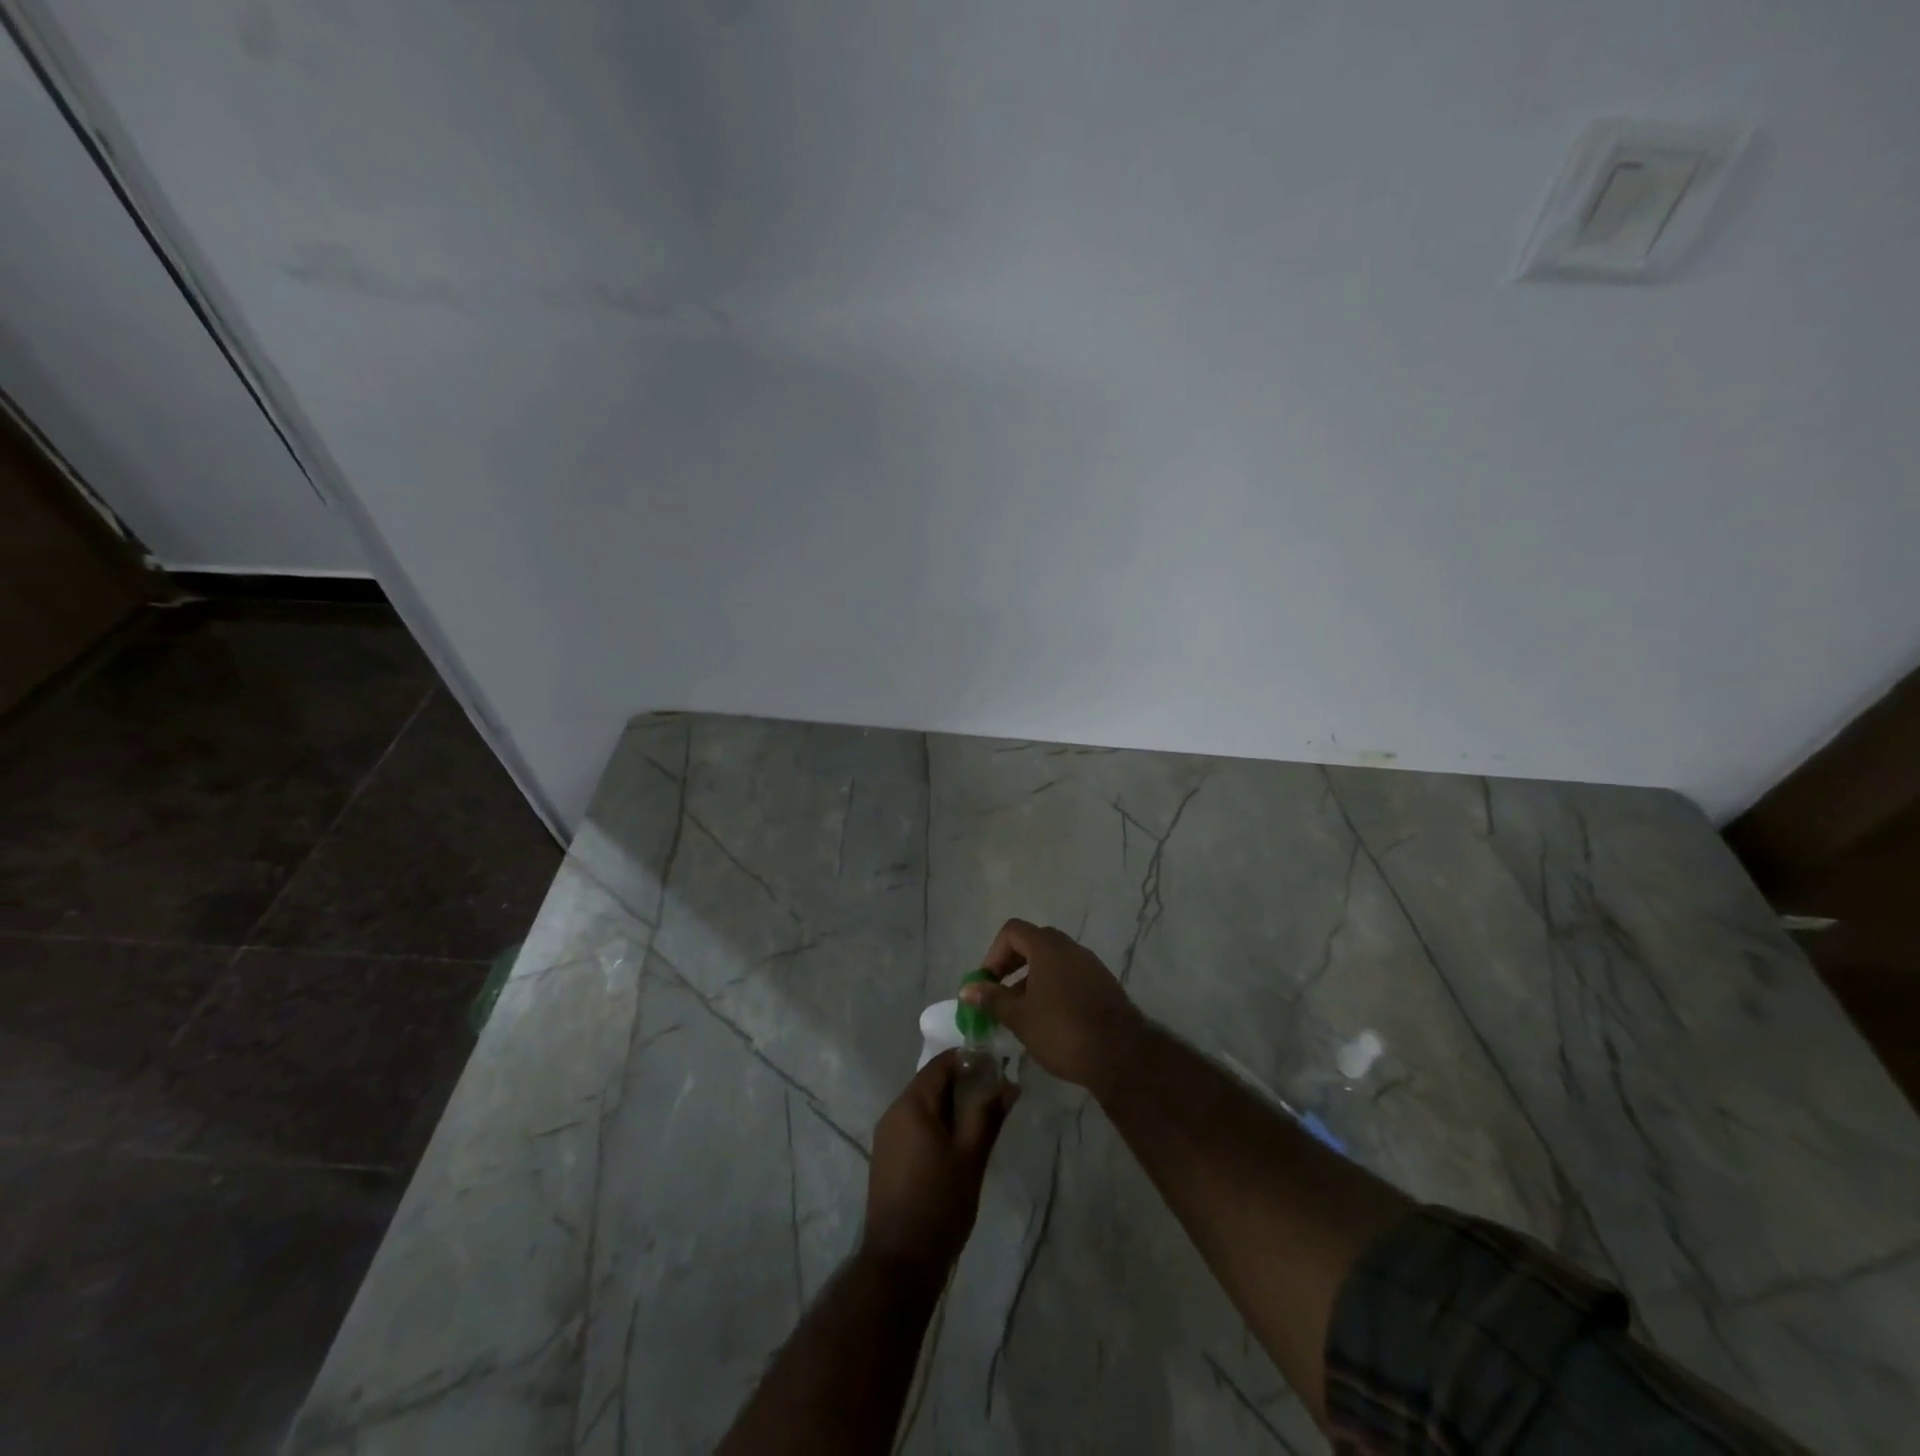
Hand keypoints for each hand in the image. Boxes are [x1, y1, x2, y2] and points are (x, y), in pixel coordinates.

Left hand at [862, 1050, 1017, 1273]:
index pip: (941, 1064)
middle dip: (964, 1085)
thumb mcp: (971, 1157)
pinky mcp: (887, 1158)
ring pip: (924, 1106)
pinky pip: (915, 1126)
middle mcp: (893, 1112)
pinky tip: (959, 1144)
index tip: (998, 1068)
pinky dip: (937, 1125)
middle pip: (931, 1083)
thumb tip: (1008, 1083)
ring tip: (983, 1120)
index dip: (970, 1061)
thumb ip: (988, 1115)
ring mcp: (887, 1136)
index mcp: (911, 1104)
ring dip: (952, 1106)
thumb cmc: (939, 1204)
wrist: (900, 1263)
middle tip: (996, 1097)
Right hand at [964, 918, 1148, 1094]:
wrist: (1121, 1055)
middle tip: (1000, 996)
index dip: (994, 954)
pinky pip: (1070, 976)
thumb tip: (967, 989)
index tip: (987, 983)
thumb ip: (992, 999)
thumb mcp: (1019, 1017)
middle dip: (1012, 966)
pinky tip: (1050, 1020)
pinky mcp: (1104, 984)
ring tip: (1022, 1014)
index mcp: (1048, 946)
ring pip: (1053, 961)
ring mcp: (1091, 965)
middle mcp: (1070, 947)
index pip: (1012, 931)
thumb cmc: (1062, 1030)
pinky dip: (1054, 988)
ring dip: (1032, 980)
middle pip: (1033, 943)